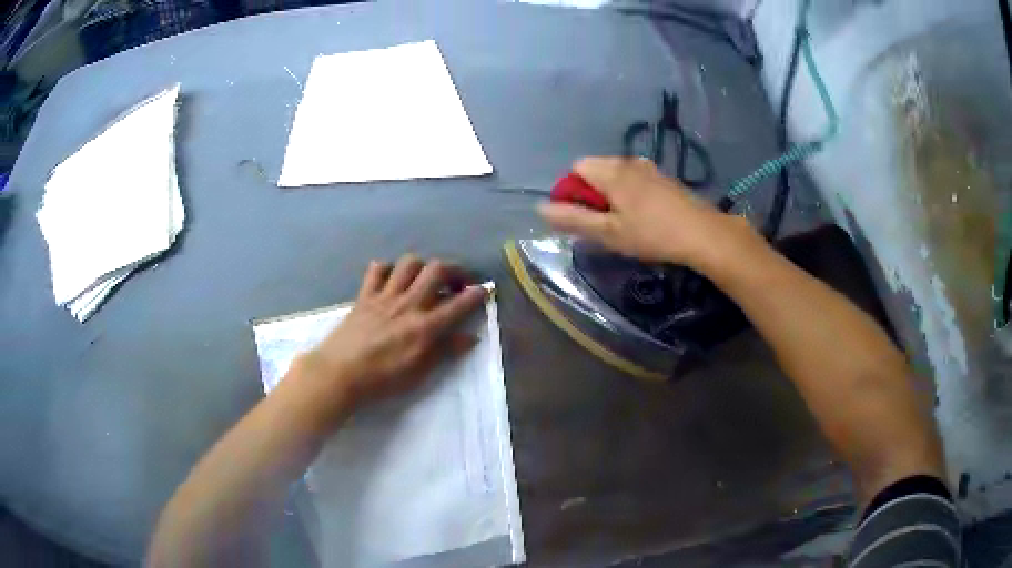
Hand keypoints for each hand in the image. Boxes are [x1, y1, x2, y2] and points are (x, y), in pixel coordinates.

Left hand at [301, 255, 486, 410]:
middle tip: (457, 281)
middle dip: (453, 269)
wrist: (341, 372)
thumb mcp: (420, 372)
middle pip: (436, 270)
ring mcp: (385, 296)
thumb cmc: (383, 379)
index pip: (459, 303)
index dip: (476, 293)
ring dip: (422, 266)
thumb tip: (470, 337)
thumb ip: (445, 351)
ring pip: (409, 263)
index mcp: (426, 326)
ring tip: (424, 278)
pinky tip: (391, 280)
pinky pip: (377, 269)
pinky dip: (387, 269)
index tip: (484, 289)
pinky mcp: (365, 295)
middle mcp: (409, 304)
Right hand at [539, 157, 754, 269]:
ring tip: (624, 224)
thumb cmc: (652, 234)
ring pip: (616, 176)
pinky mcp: (664, 178)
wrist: (703, 234)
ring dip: (611, 196)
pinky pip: (635, 180)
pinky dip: (630, 195)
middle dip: (592, 194)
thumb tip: (541, 208)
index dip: (572, 192)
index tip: (584, 218)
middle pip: (596, 169)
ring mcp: (649, 168)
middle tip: (604, 224)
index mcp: (612, 171)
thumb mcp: (608, 233)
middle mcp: (628, 161)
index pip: (576, 168)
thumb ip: (573, 219)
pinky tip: (644, 218)